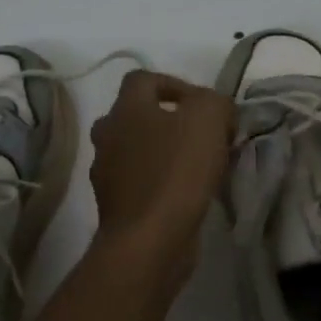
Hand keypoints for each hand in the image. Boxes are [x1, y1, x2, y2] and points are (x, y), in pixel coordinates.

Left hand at [87, 70, 233, 282]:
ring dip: (164, 153)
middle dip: (168, 121)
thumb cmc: (177, 171)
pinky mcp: (115, 206)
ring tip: (199, 166)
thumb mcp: (208, 118)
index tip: (202, 104)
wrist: (149, 241)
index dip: (174, 83)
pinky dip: (160, 182)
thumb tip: (214, 107)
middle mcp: (107, 136)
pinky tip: (187, 194)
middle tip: (201, 135)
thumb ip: (214, 101)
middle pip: (136, 115)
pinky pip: (140, 182)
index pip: (143, 79)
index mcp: (125, 109)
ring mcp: (106, 173)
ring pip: (137, 150)